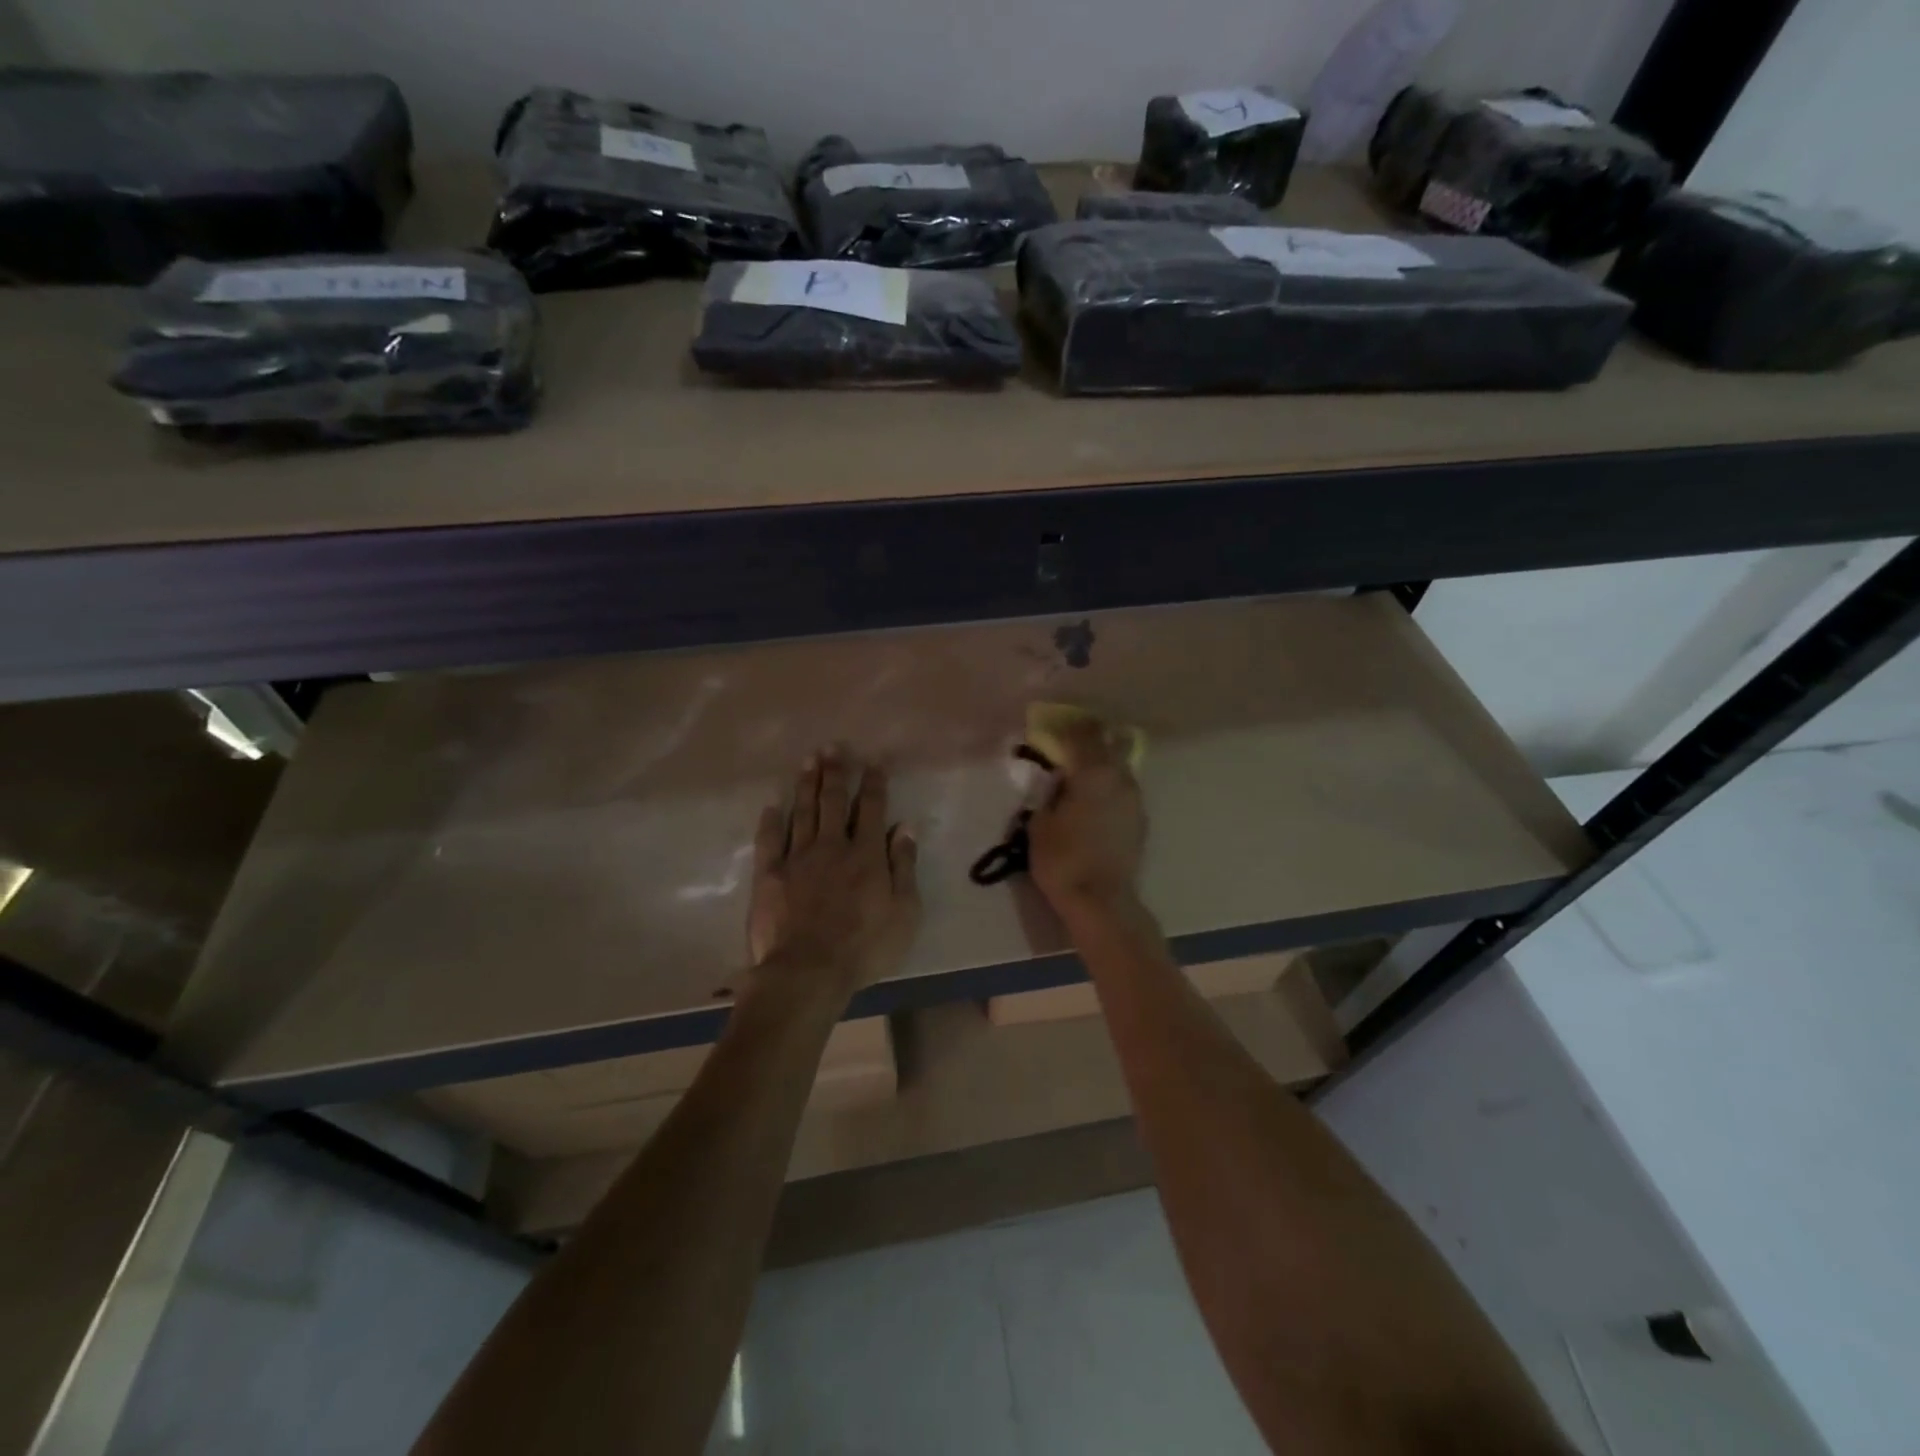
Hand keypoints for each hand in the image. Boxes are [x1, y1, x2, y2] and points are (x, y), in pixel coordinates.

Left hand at [745, 749, 919, 1004]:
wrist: (808, 972)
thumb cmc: (865, 947)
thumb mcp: (904, 912)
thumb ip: (904, 866)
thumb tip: (905, 827)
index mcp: (866, 854)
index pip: (871, 808)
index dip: (874, 782)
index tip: (874, 760)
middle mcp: (832, 846)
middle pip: (833, 801)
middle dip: (835, 772)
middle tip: (833, 747)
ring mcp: (797, 858)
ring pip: (803, 812)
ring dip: (807, 784)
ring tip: (808, 760)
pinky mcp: (769, 875)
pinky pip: (770, 840)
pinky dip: (771, 820)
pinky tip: (771, 805)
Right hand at [1028, 719, 1146, 914]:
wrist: (1102, 901)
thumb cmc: (1062, 859)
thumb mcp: (1039, 823)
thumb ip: (1049, 793)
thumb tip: (1057, 780)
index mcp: (1093, 771)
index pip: (1084, 733)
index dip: (1069, 725)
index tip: (1055, 725)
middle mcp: (1120, 777)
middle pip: (1111, 742)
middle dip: (1092, 739)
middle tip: (1072, 745)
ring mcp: (1135, 798)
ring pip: (1121, 766)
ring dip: (1103, 764)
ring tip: (1083, 776)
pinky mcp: (1141, 819)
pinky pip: (1124, 790)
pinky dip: (1110, 787)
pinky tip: (1095, 803)